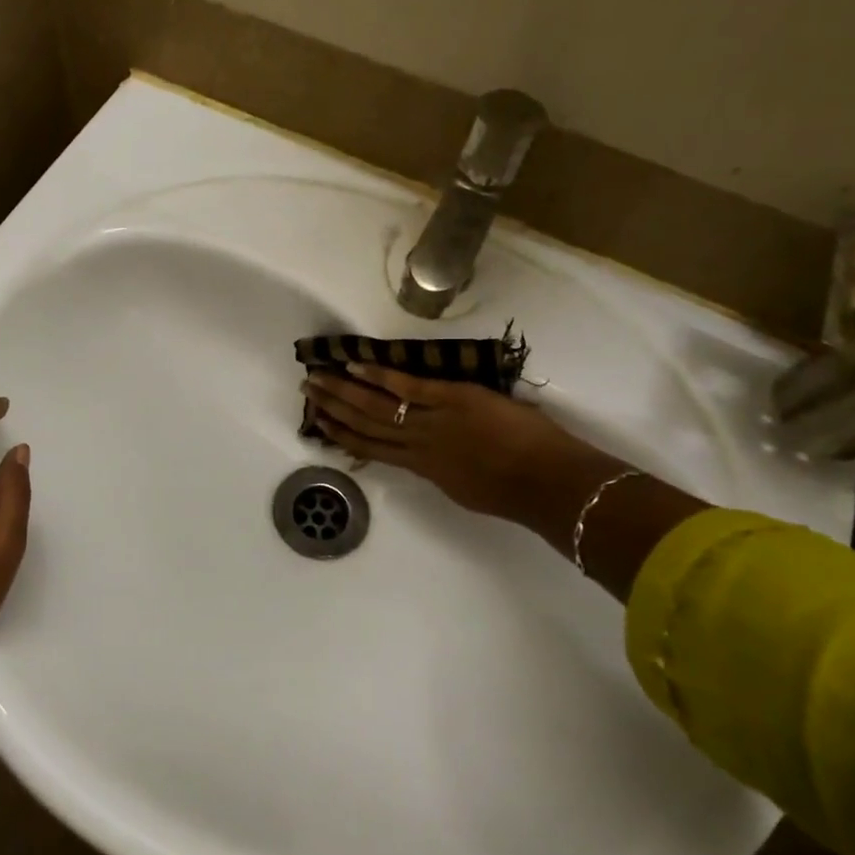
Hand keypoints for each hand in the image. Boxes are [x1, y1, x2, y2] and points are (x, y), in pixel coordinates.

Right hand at [303, 363, 592, 524]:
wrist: (546, 482)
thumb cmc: (515, 491)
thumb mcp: (465, 489)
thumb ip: (441, 471)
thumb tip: (426, 459)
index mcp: (422, 468)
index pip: (372, 449)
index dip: (342, 435)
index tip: (320, 421)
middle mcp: (416, 445)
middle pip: (364, 425)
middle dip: (333, 408)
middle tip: (307, 391)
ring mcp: (431, 421)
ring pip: (376, 406)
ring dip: (344, 390)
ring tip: (319, 376)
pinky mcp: (451, 400)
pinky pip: (407, 387)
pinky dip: (380, 375)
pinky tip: (356, 363)